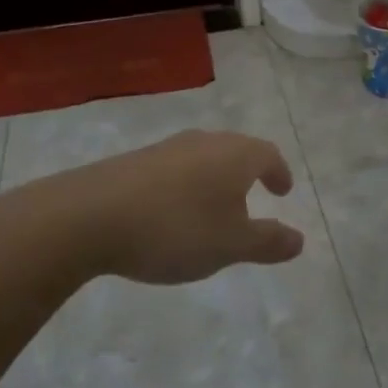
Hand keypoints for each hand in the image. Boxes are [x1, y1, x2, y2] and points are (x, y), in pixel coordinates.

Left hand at [6, 130, 304, 285]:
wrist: (87, 216)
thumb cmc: (175, 229)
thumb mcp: (230, 245)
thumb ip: (267, 242)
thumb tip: (299, 239)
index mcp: (234, 155)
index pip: (267, 155)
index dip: (279, 172)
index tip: (282, 191)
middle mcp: (203, 142)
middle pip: (235, 151)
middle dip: (247, 173)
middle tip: (253, 196)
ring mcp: (166, 148)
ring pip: (203, 158)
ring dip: (214, 180)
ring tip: (213, 210)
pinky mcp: (134, 161)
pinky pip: (174, 169)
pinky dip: (185, 186)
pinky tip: (172, 213)